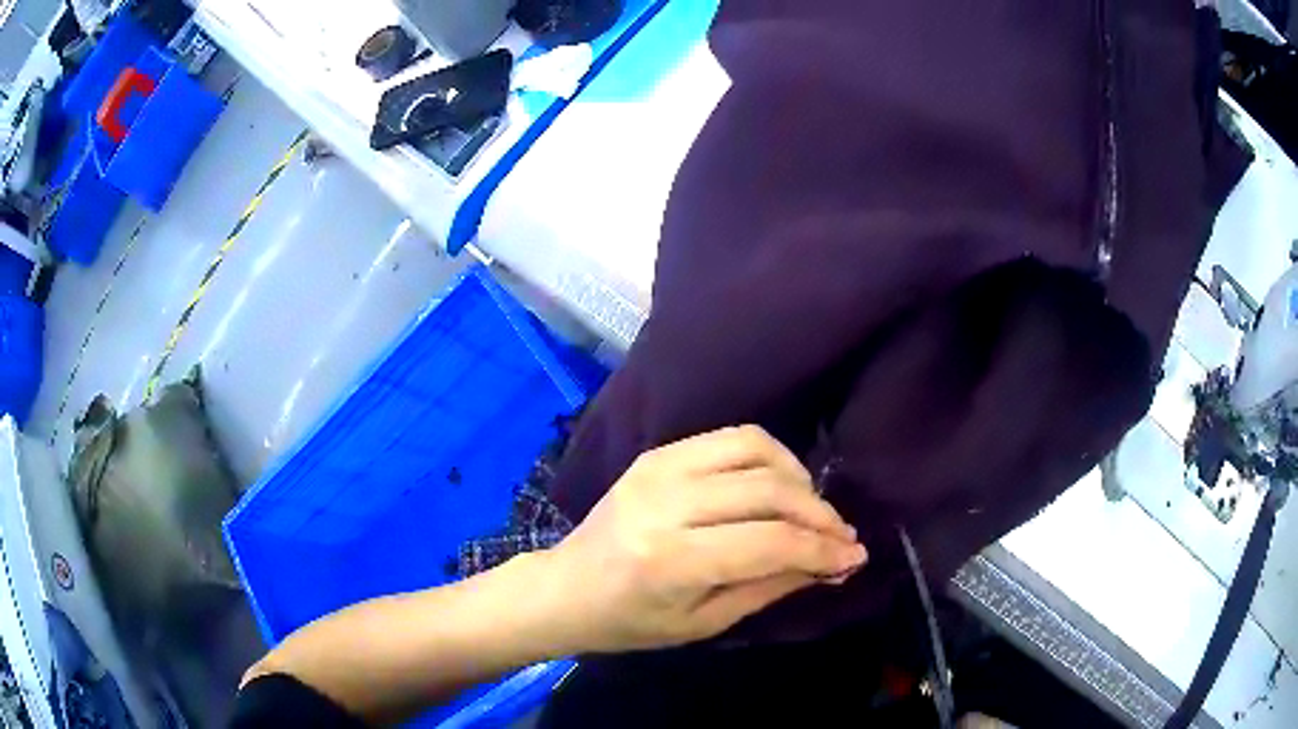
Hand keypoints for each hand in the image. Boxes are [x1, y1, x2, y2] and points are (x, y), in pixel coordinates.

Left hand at [541, 426, 866, 653]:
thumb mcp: (703, 623)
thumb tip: (832, 565)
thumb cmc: (631, 621)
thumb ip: (770, 588)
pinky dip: (767, 457)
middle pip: (768, 491)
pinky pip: (729, 438)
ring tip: (811, 509)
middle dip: (819, 514)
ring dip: (798, 477)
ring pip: (755, 450)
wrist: (566, 587)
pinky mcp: (657, 453)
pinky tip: (778, 485)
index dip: (822, 549)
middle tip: (842, 536)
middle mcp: (667, 503)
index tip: (854, 556)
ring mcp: (659, 469)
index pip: (769, 543)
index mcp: (672, 559)